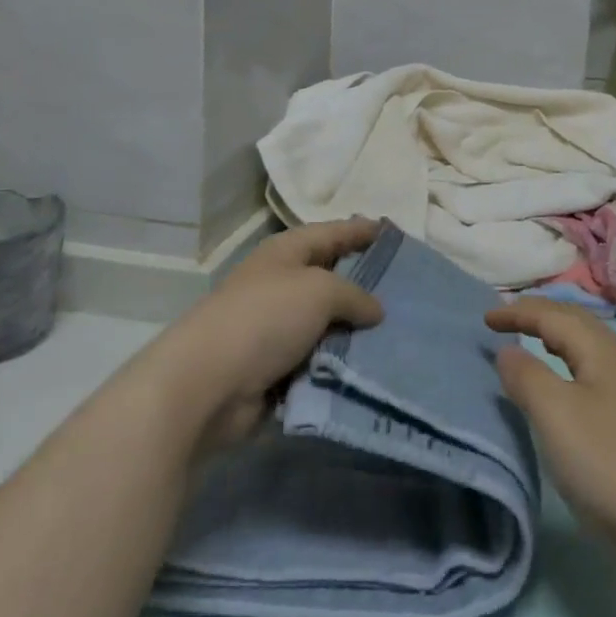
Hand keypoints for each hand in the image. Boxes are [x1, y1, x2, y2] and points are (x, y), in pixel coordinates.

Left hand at [148, 218, 383, 452]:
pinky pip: (318, 360)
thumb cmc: (264, 318)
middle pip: (331, 278)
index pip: (332, 233)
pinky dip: (339, 363)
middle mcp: (281, 284)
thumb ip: (355, 295)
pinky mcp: (274, 368)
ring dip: (356, 331)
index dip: (361, 231)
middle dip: (366, 284)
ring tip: (400, 333)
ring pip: (327, 324)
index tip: (393, 233)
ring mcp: (276, 328)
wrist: (206, 385)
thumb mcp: (320, 291)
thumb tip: (376, 310)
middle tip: (409, 290)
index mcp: (286, 253)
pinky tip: (372, 367)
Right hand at [486, 298, 615, 554]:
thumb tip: (508, 350)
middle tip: (507, 321)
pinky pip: (594, 370)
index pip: (552, 314)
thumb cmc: (609, 461)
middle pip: (575, 321)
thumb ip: (526, 376)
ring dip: (557, 337)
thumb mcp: (555, 414)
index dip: (517, 312)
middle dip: (539, 315)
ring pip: (588, 346)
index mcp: (601, 347)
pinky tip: (567, 387)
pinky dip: (570, 363)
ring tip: (533, 343)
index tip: (485, 319)